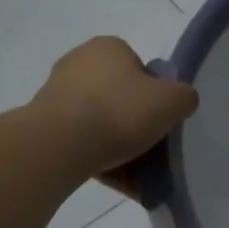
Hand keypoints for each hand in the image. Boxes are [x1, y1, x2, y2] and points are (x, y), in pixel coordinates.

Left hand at [33, 36, 197, 191]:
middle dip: (135, 121)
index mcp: (108, 47)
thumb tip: (180, 101)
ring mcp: (56, 93)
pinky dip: (100, 158)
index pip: (139, 68)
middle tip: (151, 147)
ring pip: (101, 122)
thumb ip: (184, 97)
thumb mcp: (172, 101)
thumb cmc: (120, 112)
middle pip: (119, 96)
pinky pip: (82, 142)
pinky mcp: (44, 124)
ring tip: (136, 173)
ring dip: (118, 144)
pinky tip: (117, 180)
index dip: (155, 94)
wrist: (60, 145)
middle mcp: (78, 62)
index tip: (160, 119)